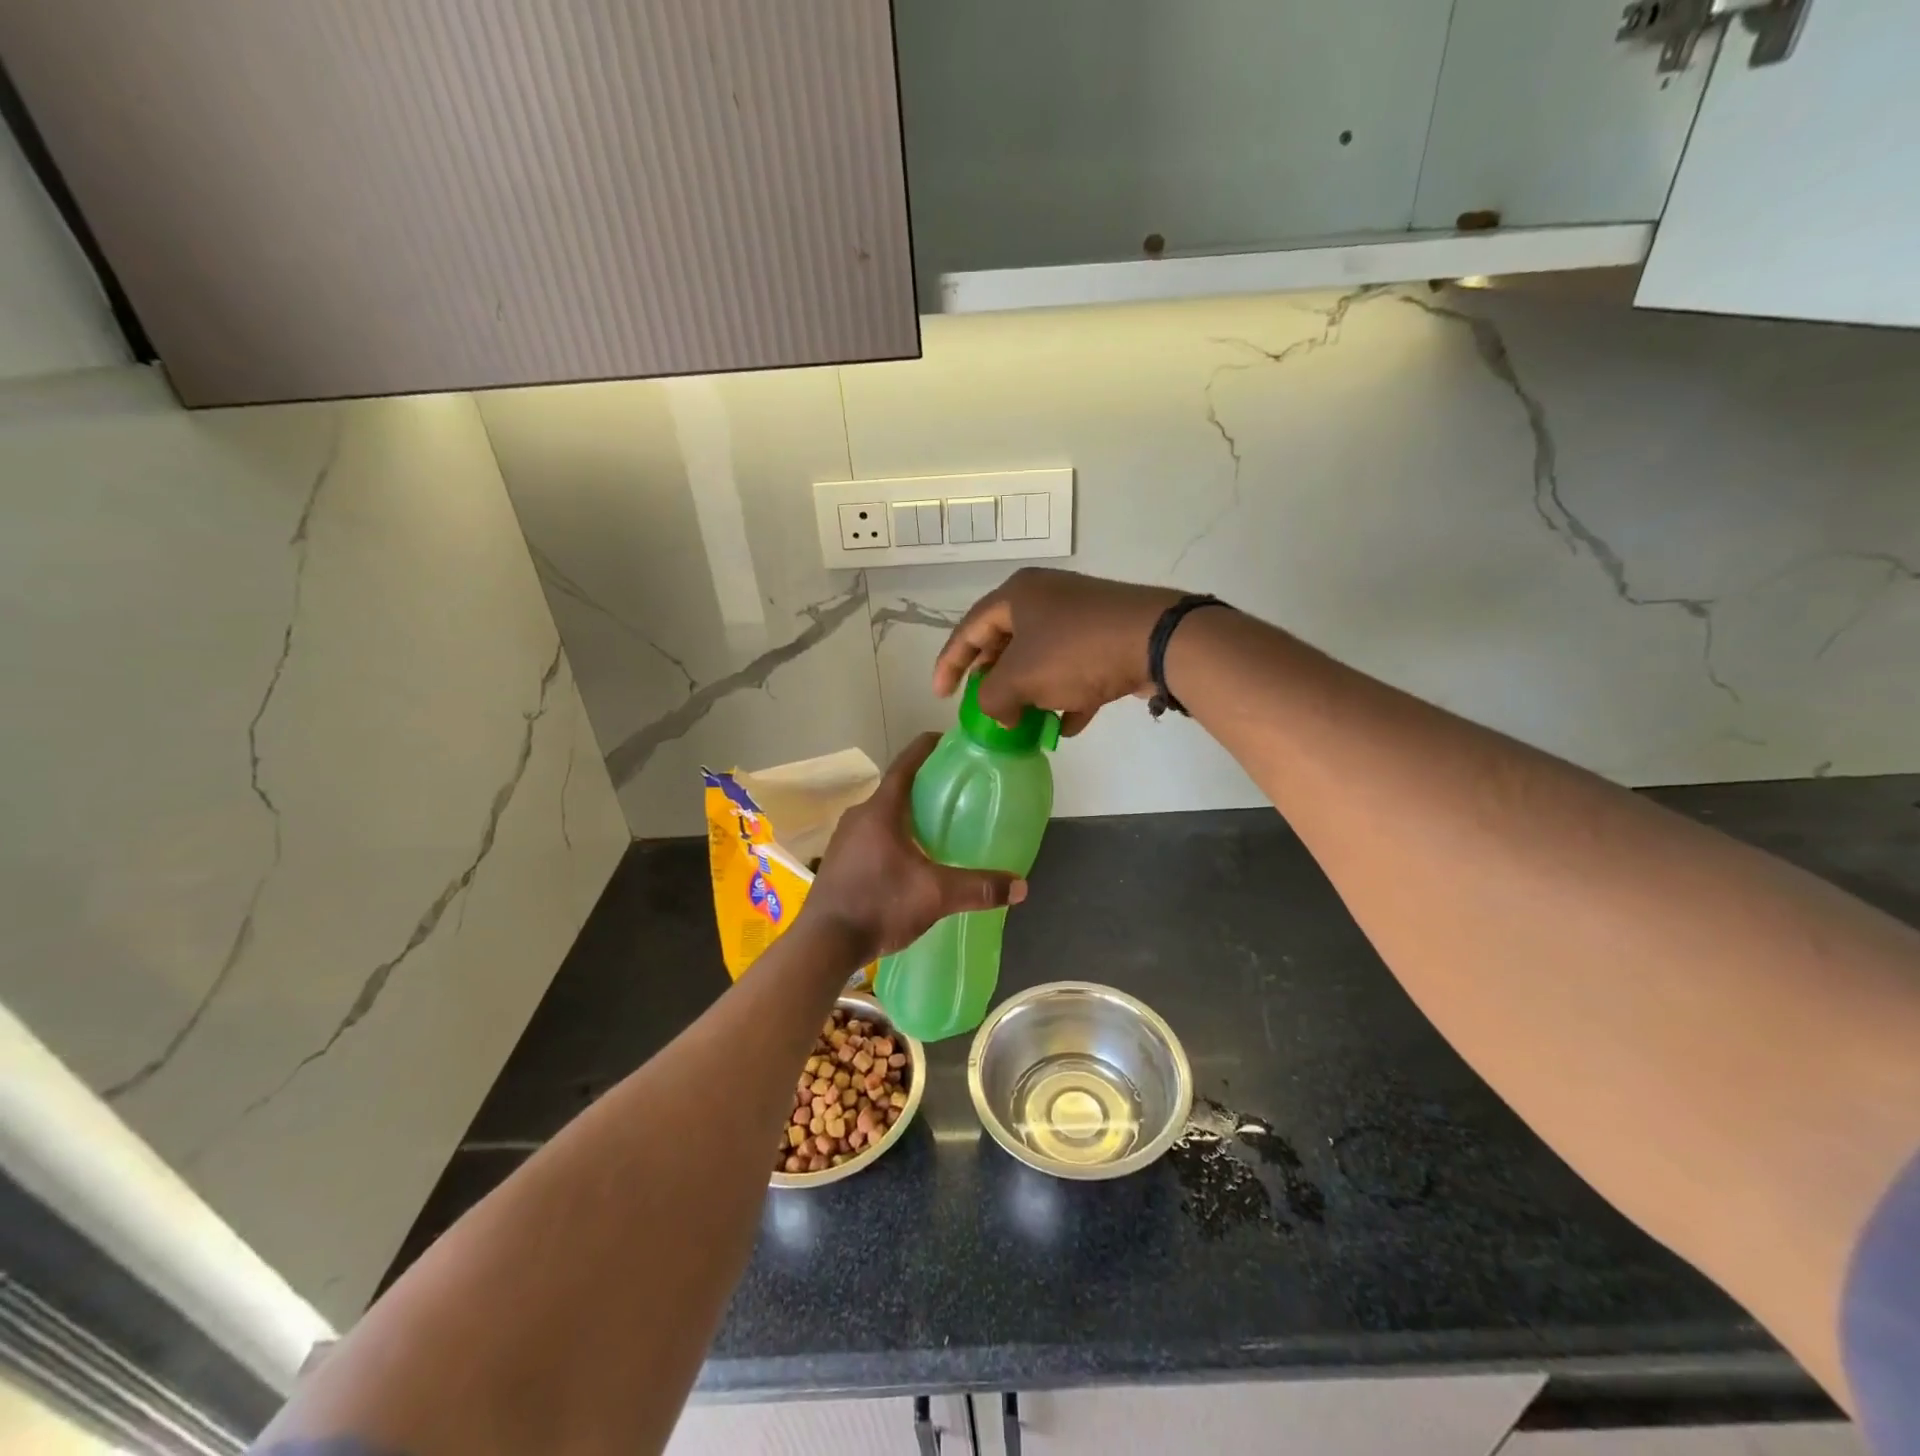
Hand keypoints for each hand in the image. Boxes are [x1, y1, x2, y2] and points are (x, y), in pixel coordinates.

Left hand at [803, 734, 1027, 964]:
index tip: (949, 741)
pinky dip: (893, 835)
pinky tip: (910, 857)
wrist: (823, 943)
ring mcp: (844, 838)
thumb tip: (1020, 886)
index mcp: (881, 810)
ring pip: (883, 814)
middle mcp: (859, 815)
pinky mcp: (839, 860)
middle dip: (924, 786)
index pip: (906, 764)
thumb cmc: (879, 905)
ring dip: (908, 814)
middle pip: (896, 789)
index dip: (928, 748)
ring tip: (937, 825)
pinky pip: (871, 835)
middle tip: (955, 791)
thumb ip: (978, 888)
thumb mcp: (935, 895)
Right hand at [933, 568, 1180, 734]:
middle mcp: (1046, 598)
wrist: (1156, 641)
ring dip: (1030, 694)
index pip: (969, 630)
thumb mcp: (1021, 679)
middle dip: (995, 682)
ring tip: (1023, 723)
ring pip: (1041, 659)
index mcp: (1017, 595)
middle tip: (986, 708)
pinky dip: (1066, 696)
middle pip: (1005, 643)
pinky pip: (1074, 669)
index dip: (950, 664)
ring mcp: (1079, 617)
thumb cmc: (1075, 652)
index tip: (941, 696)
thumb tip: (999, 713)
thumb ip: (993, 699)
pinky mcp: (1107, 637)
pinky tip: (1066, 726)